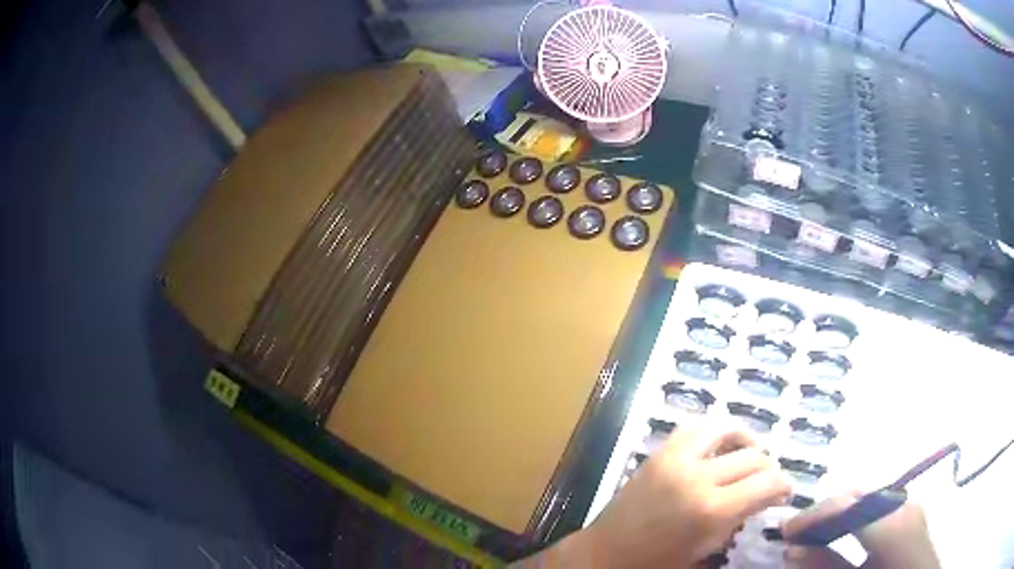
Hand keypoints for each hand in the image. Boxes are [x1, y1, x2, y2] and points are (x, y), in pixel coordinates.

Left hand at [564, 422, 791, 568]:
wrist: (605, 554)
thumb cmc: (656, 562)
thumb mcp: (705, 547)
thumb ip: (737, 518)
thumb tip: (761, 496)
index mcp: (711, 509)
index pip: (766, 484)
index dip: (783, 485)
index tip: (786, 491)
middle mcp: (698, 476)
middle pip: (753, 457)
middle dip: (769, 469)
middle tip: (768, 482)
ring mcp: (675, 459)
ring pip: (726, 428)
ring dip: (746, 439)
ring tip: (751, 454)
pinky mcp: (658, 453)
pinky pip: (694, 427)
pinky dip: (714, 430)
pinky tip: (720, 445)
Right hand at [781, 492, 940, 568]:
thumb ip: (826, 567)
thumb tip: (793, 548)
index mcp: (895, 525)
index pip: (851, 503)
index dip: (815, 514)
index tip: (785, 530)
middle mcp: (906, 505)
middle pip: (860, 496)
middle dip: (825, 513)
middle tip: (796, 534)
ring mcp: (912, 506)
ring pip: (868, 500)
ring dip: (838, 516)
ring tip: (814, 535)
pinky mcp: (912, 514)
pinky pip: (878, 507)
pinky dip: (855, 519)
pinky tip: (842, 535)